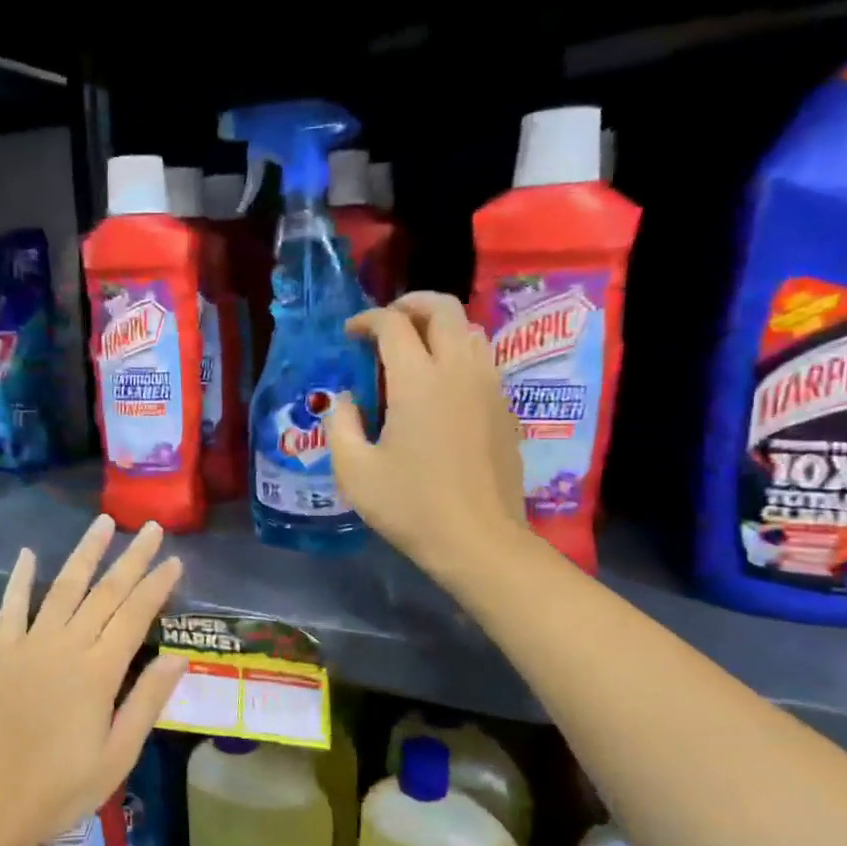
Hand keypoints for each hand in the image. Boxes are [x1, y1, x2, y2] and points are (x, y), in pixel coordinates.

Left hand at [0, 515, 185, 845]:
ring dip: (85, 554)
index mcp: (98, 672)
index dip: (157, 585)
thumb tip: (180, 656)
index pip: (135, 615)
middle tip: (151, 528)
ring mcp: (29, 647)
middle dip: (131, 558)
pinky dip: (19, 579)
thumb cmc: (60, 790)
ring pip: (63, 588)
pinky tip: (27, 554)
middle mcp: (65, 647)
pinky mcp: (0, 655)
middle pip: (105, 593)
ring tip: (103, 523)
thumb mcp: (117, 756)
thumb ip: (147, 701)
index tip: (175, 559)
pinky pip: (12, 608)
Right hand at [328, 292, 526, 586]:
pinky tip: (440, 385)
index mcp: (418, 380)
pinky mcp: (505, 408)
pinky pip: (482, 360)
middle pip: (443, 308)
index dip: (367, 320)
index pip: (393, 324)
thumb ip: (341, 424)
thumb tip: (346, 398)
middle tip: (386, 324)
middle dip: (410, 304)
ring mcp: (489, 386)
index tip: (350, 335)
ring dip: (438, 328)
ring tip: (413, 349)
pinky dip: (457, 354)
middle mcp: (459, 370)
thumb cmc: (410, 507)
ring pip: (469, 330)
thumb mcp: (354, 470)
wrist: (478, 541)